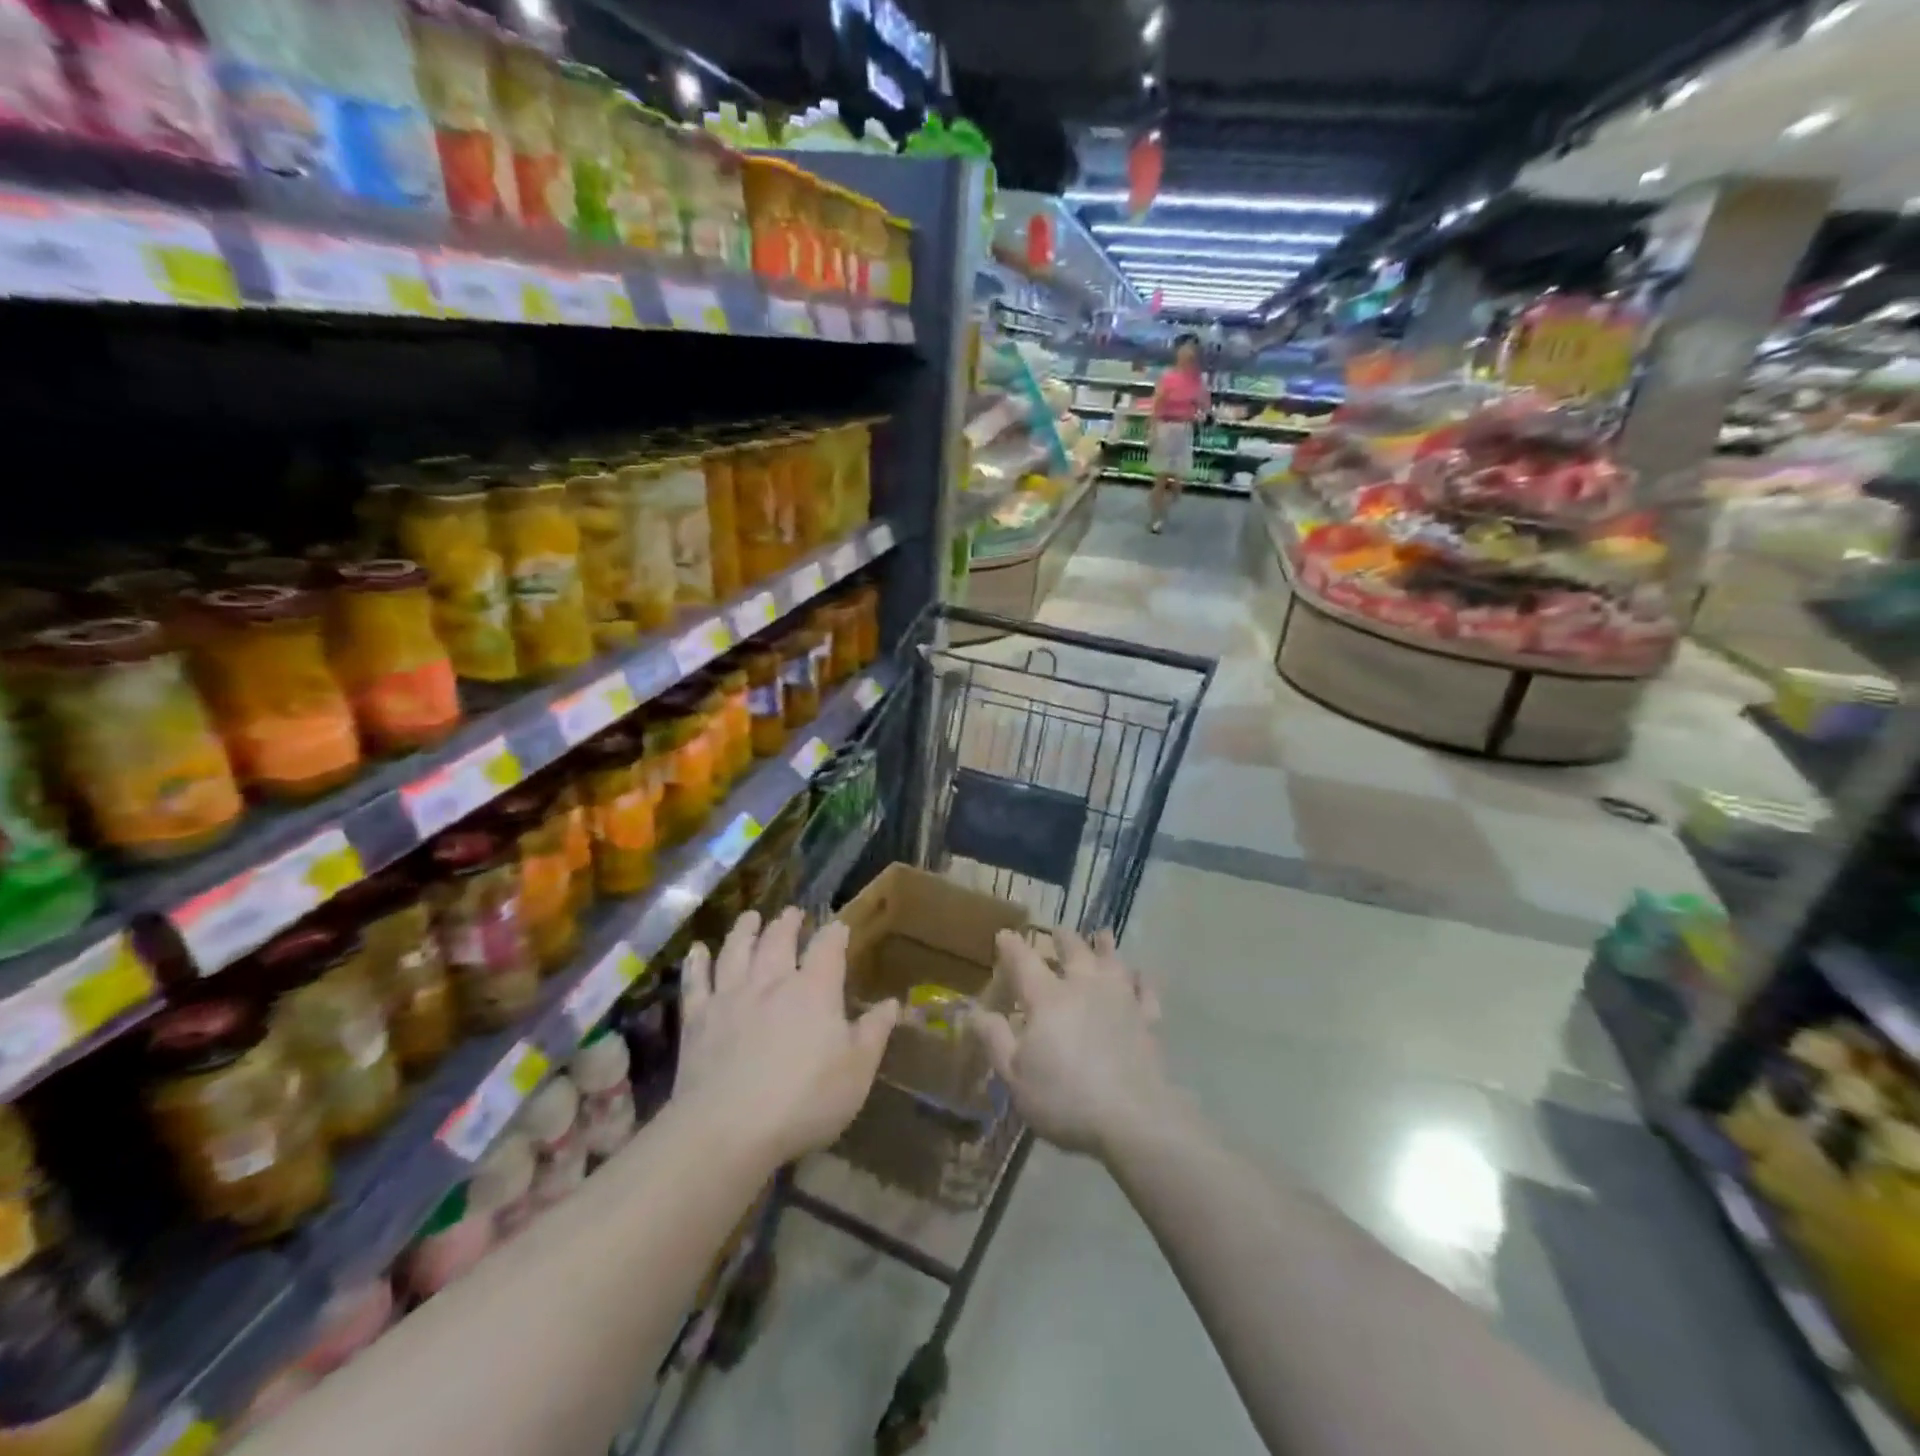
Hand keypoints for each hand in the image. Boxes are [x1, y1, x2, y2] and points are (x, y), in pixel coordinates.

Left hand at [675, 909, 899, 1166]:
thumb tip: (893, 1002)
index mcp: (814, 990)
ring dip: (745, 930)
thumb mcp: (856, 1071)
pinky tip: (696, 950)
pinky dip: (697, 963)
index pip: (828, 948)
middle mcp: (772, 982)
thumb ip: (874, 1033)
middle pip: (779, 940)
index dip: (835, 933)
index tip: (839, 925)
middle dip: (788, 923)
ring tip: (750, 916)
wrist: (728, 1129)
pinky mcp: (698, 1019)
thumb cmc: (804, 1101)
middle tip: (792, 912)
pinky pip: (696, 982)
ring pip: (737, 950)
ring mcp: (731, 997)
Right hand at [971, 929, 1177, 1159]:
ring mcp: (1120, 999)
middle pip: (1073, 950)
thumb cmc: (1064, 1099)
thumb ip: (995, 1039)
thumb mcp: (1014, 1076)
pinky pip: (1145, 989)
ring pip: (1112, 961)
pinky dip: (1141, 979)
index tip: (1004, 934)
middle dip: (1062, 938)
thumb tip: (973, 1011)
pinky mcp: (1147, 1018)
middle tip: (1057, 931)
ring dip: (1104, 946)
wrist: (1132, 1118)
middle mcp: (1084, 986)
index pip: (1024, 960)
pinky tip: (1139, 975)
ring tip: (1100, 935)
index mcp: (1047, 998)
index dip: (1012, 945)